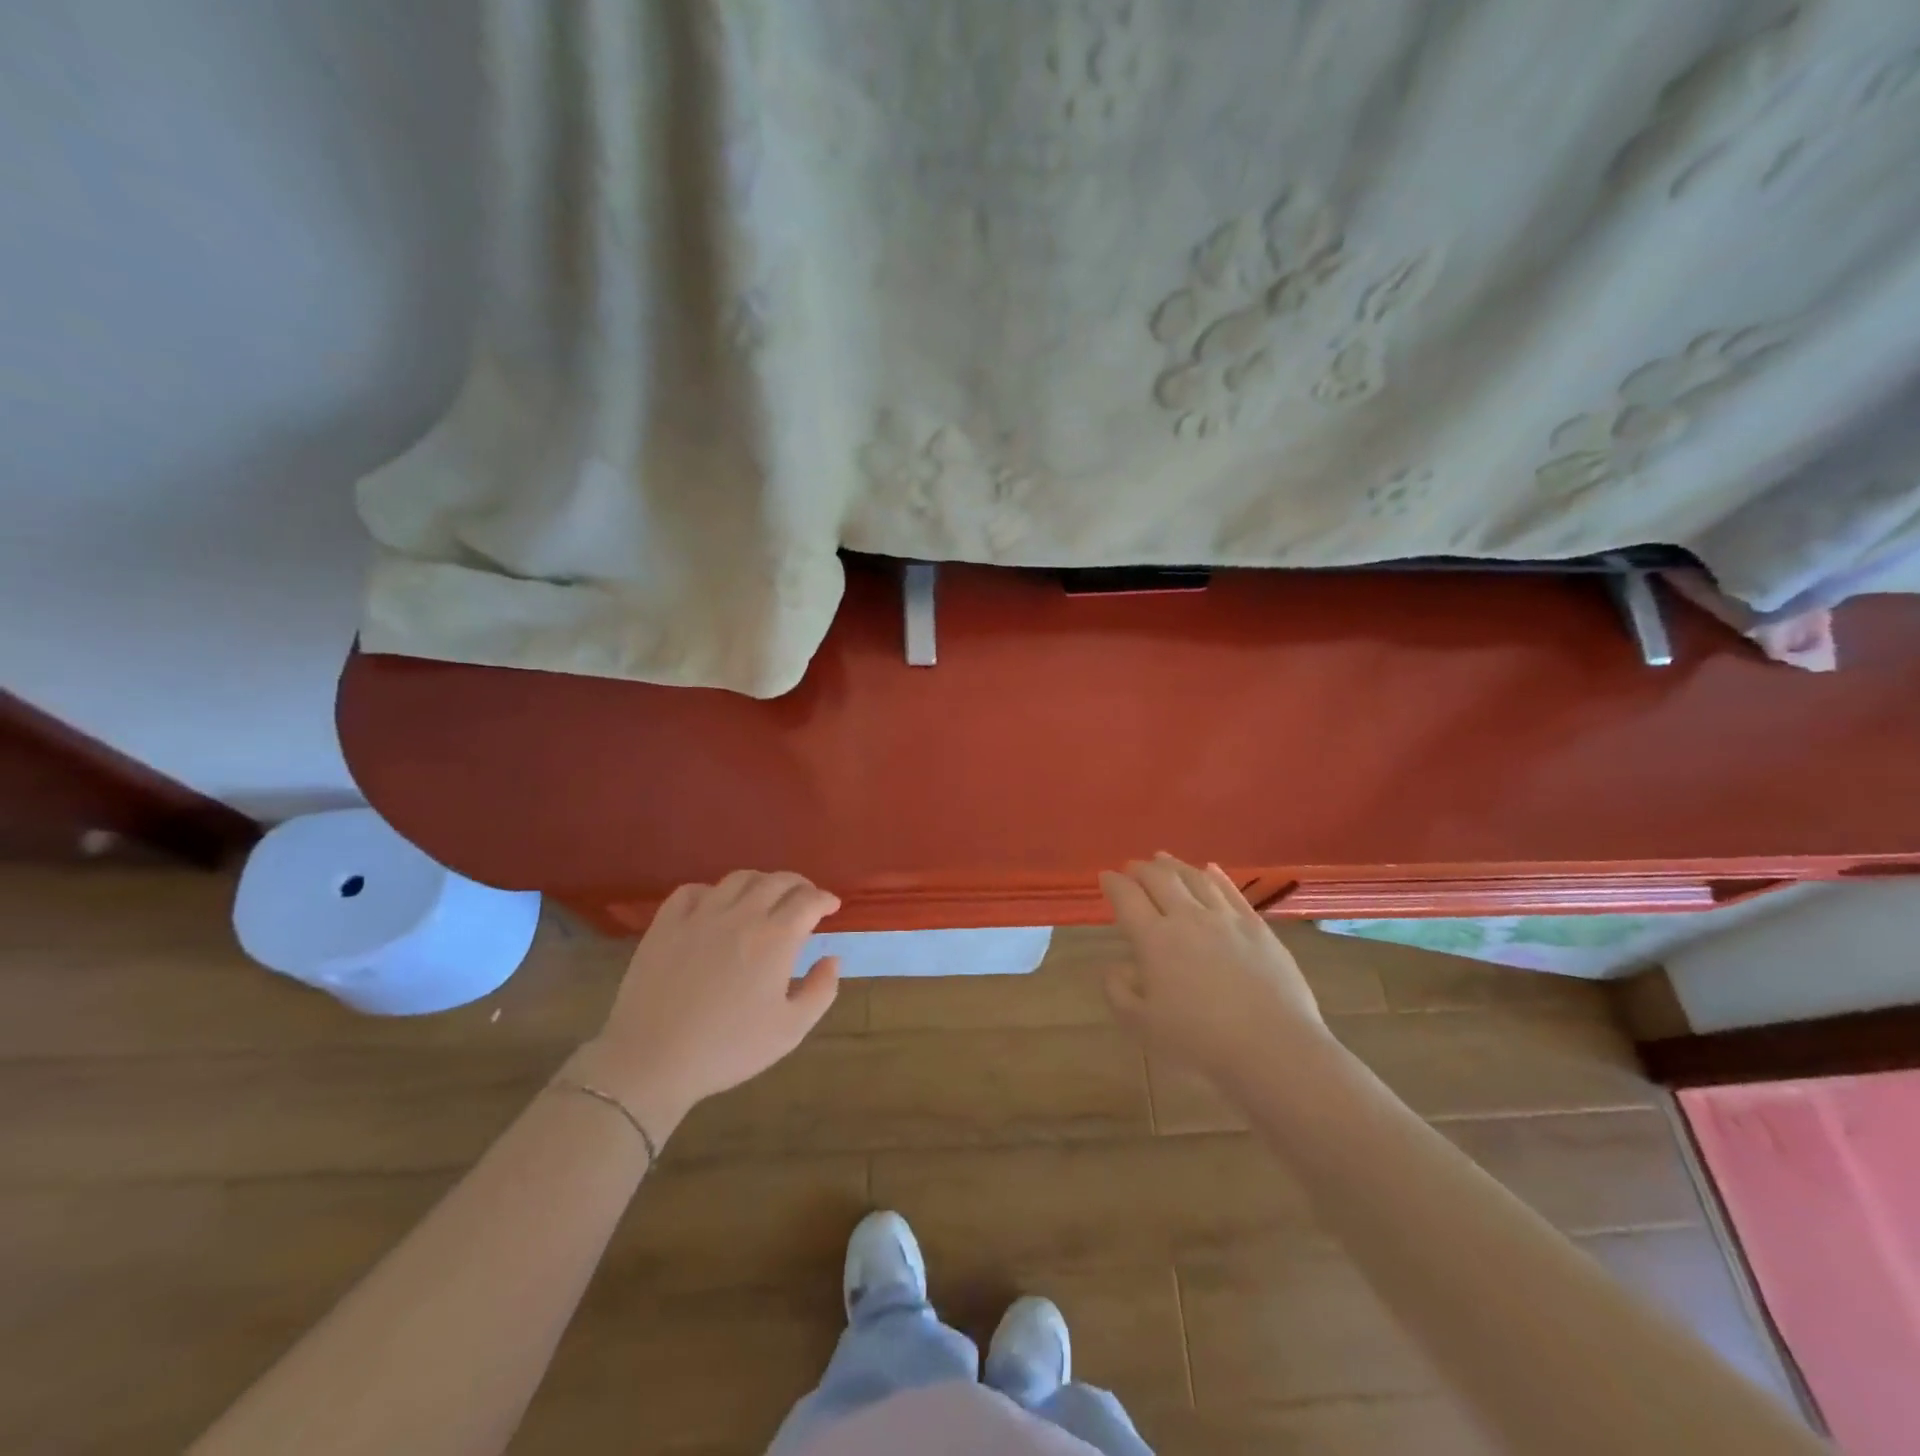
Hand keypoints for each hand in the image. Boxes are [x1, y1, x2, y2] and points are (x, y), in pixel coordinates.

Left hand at [571, 871, 841, 1138]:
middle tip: (805, 898)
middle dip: (799, 885)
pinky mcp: (666, 924)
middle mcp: (741, 915)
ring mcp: (700, 915)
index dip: (825, 899)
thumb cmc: (728, 1049)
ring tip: (765, 897)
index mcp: (775, 938)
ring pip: (738, 879)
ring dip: (761, 882)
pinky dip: (713, 891)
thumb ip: (821, 991)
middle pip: (777, 881)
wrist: (652, 1060)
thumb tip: (832, 958)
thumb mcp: (790, 1030)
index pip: (808, 900)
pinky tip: (715, 906)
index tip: (832, 906)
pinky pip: (693, 891)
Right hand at [1099, 854, 1327, 1083]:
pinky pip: (1230, 891)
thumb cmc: (1199, 1041)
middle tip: (1132, 868)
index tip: (1105, 877)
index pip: (1127, 897)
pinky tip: (1209, 870)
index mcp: (1154, 939)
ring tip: (1163, 860)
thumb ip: (1119, 992)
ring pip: (1194, 878)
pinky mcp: (1257, 926)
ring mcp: (1225, 918)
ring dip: (1174, 865)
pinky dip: (1214, 875)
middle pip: (1160, 878)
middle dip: (1141, 869)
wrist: (1272, 1047)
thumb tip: (1115, 967)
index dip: (1113, 883)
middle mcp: (1187, 918)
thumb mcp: (1142, 1025)